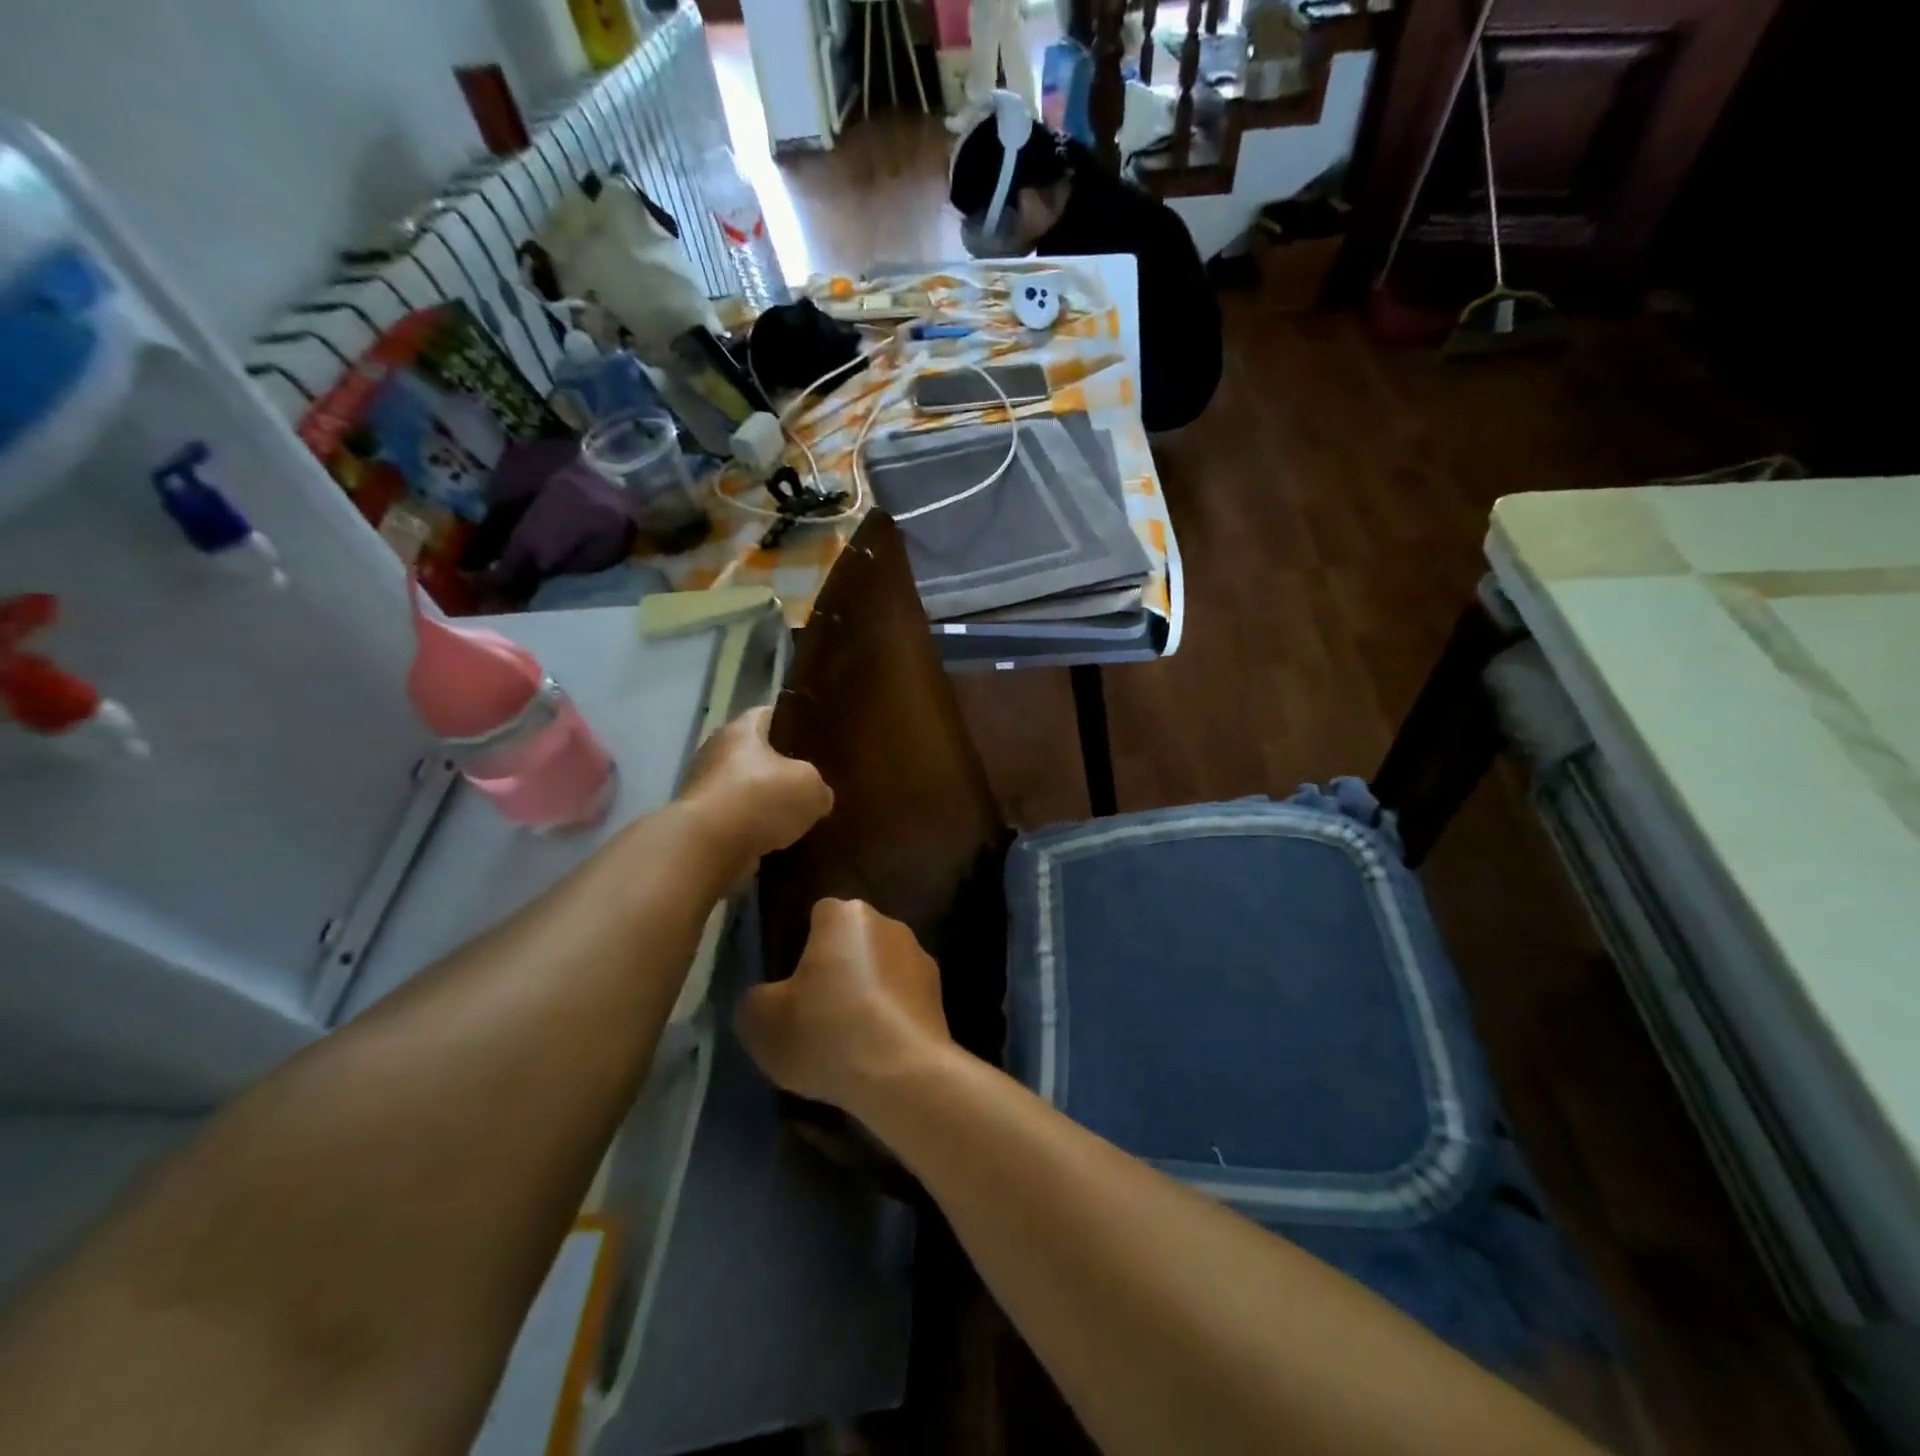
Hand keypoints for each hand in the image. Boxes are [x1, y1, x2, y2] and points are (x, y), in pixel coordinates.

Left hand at [679, 707, 832, 868]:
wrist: (709, 847)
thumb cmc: (761, 798)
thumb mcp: (811, 787)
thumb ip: (819, 787)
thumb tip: (819, 797)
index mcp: (742, 730)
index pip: (769, 715)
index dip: (793, 724)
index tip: (815, 740)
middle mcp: (717, 752)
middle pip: (755, 755)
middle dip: (780, 770)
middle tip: (810, 784)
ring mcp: (704, 789)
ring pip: (745, 790)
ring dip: (765, 804)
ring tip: (796, 818)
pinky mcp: (700, 824)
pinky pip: (735, 821)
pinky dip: (752, 831)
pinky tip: (776, 842)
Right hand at [735, 898, 956, 1112]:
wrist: (903, 1074)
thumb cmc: (825, 1032)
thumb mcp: (761, 1021)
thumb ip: (755, 998)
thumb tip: (766, 997)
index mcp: (846, 915)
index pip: (818, 915)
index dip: (802, 945)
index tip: (791, 982)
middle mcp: (888, 923)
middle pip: (852, 940)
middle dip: (837, 966)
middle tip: (815, 1010)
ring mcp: (920, 957)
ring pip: (880, 968)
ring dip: (867, 991)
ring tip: (847, 1038)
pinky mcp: (939, 994)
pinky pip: (901, 998)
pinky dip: (889, 1015)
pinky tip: (876, 1051)